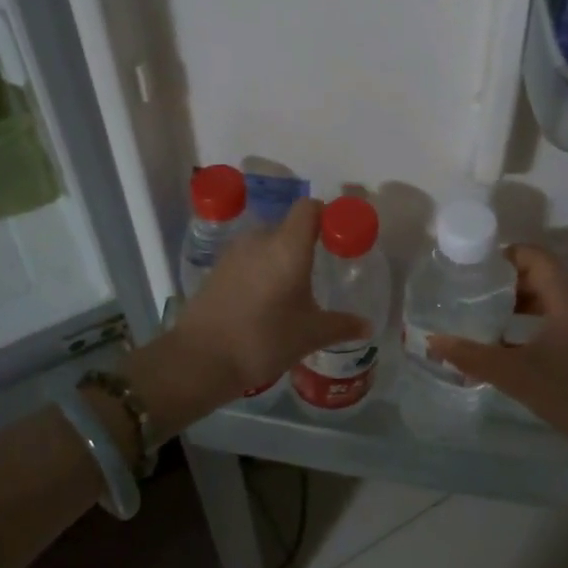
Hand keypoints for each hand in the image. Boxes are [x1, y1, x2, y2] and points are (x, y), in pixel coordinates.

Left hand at [126, 199, 368, 434]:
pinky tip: (264, 300)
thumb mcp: (310, 335)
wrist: (200, 359)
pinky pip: (248, 259)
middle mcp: (260, 239)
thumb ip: (342, 325)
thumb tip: (367, 326)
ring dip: (280, 258)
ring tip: (291, 289)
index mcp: (288, 246)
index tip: (338, 237)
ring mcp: (234, 252)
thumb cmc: (264, 340)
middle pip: (288, 226)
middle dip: (305, 244)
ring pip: (266, 244)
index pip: (309, 208)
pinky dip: (260, 270)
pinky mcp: (217, 269)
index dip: (326, 215)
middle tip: (319, 271)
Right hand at [428, 244, 567, 444]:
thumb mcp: (518, 377)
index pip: (533, 255)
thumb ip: (473, 357)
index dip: (503, 257)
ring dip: (527, 302)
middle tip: (476, 298)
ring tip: (494, 320)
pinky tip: (524, 342)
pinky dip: (545, 316)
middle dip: (509, 283)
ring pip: (558, 294)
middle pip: (544, 274)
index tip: (474, 271)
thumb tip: (433, 342)